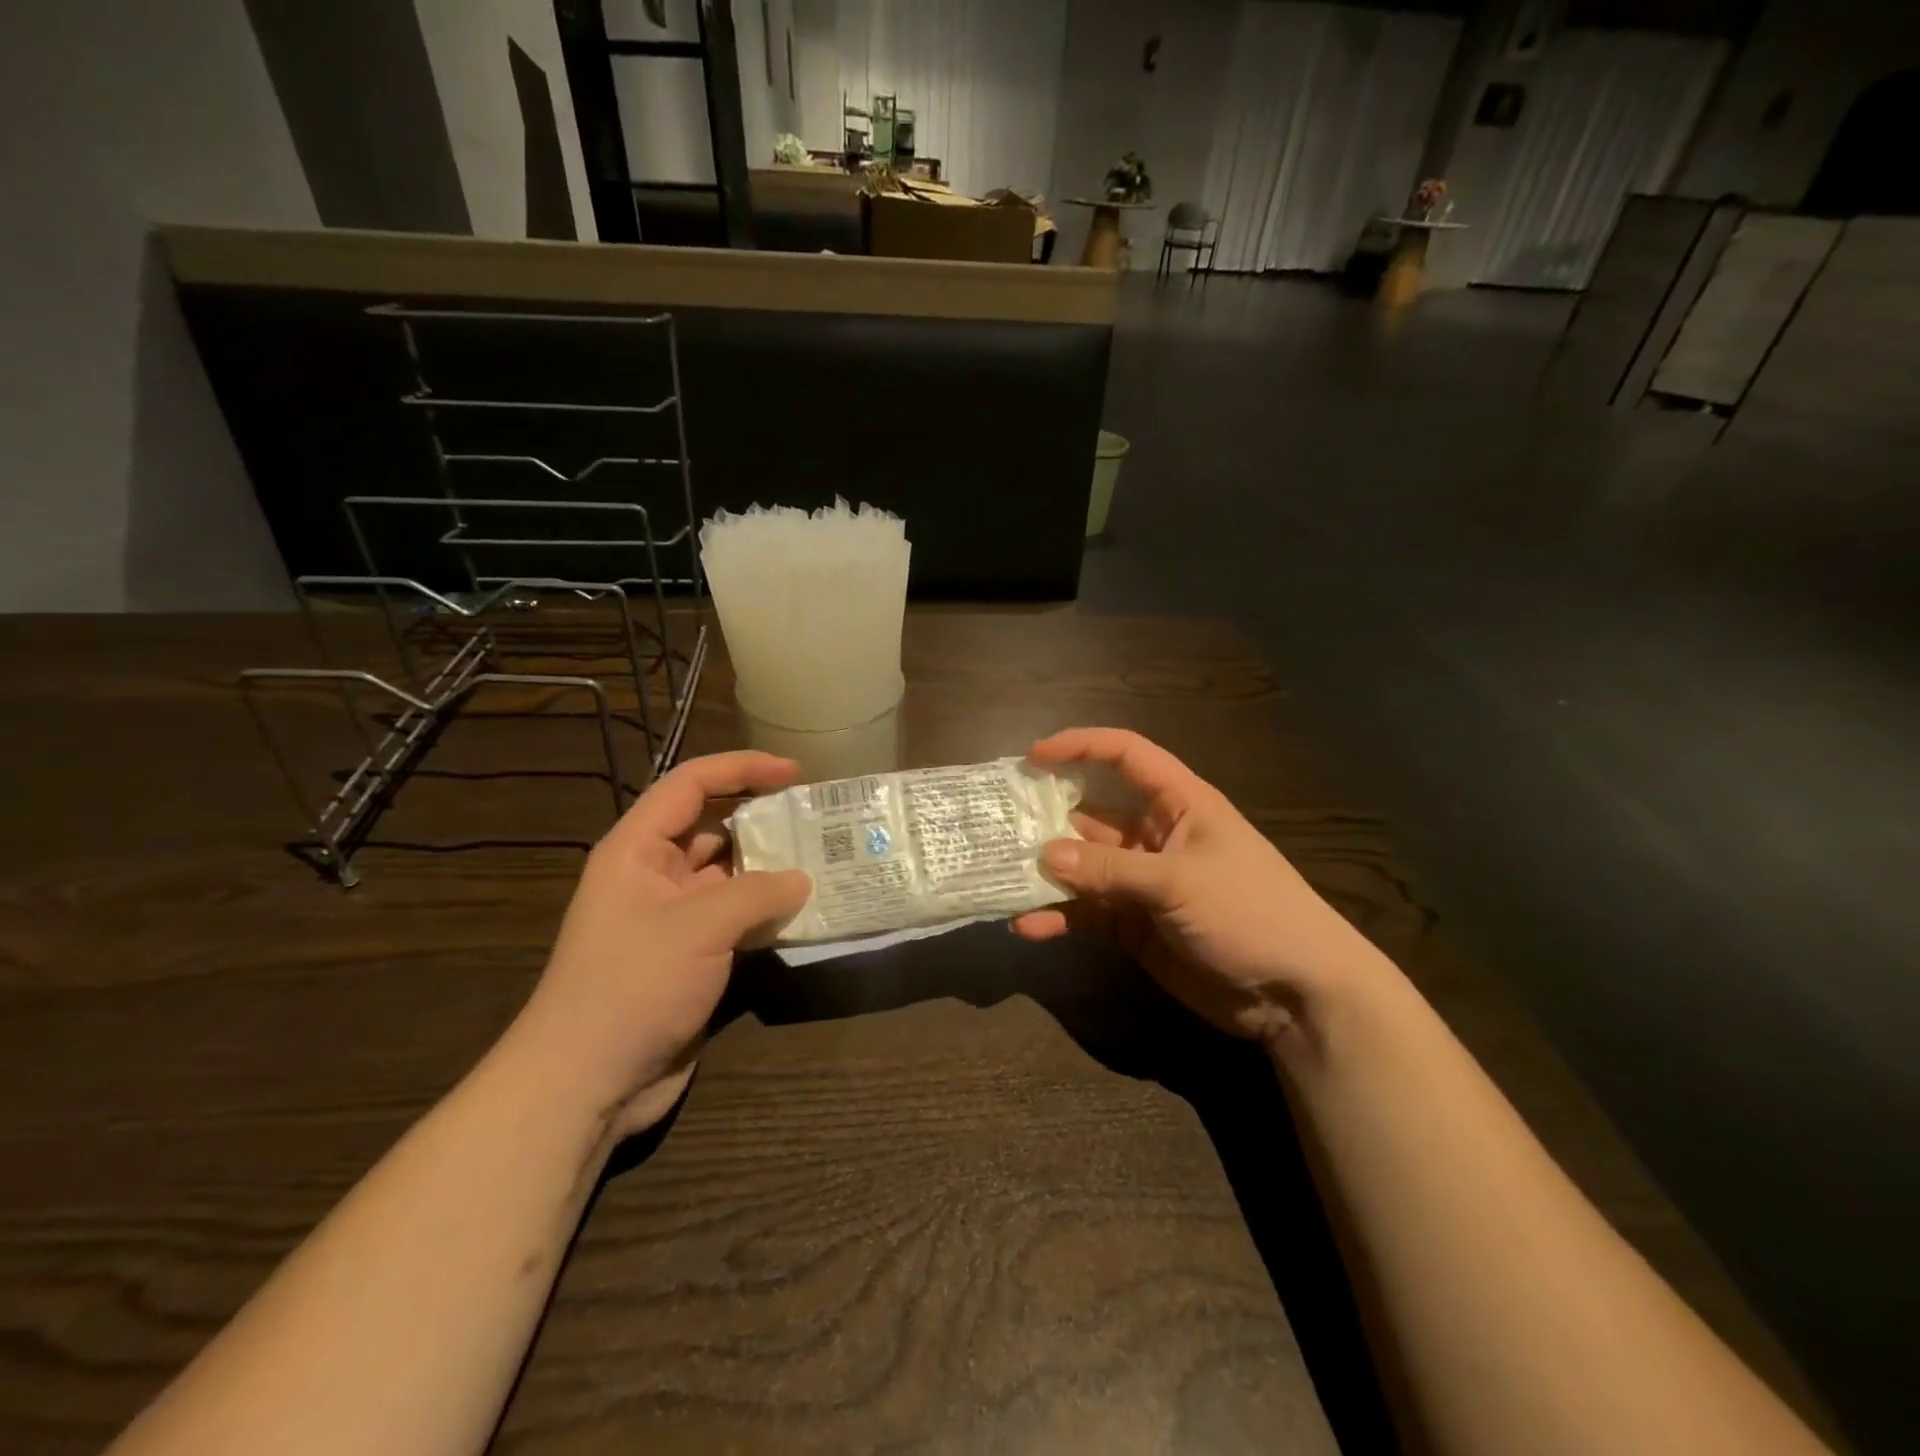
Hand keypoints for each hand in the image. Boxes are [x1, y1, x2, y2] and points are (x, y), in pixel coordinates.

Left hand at [515, 751, 811, 1138]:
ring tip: (826, 860)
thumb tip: (804, 879)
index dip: (742, 768)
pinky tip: (807, 911)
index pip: (691, 785)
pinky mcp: (692, 956)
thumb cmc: (632, 985)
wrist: (586, 1083)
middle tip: (820, 819)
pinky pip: (737, 918)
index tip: (795, 772)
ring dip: (772, 869)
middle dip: (764, 819)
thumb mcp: (699, 927)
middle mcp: (655, 875)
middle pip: (715, 827)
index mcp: (638, 849)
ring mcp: (673, 918)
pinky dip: (769, 912)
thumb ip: (758, 892)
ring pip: (730, 875)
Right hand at [1012, 728, 1388, 1047]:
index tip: (1034, 756)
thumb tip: (1043, 857)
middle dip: (1048, 817)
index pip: (1126, 756)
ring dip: (1047, 873)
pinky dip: (1059, 917)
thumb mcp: (1180, 883)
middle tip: (1000, 823)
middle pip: (1092, 813)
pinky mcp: (1134, 926)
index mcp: (1179, 804)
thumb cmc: (1251, 913)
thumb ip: (1109, 871)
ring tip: (1002, 876)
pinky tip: (1028, 926)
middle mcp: (1154, 836)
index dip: (1081, 746)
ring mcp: (1142, 883)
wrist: (1296, 994)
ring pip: (1083, 867)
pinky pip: (1087, 912)